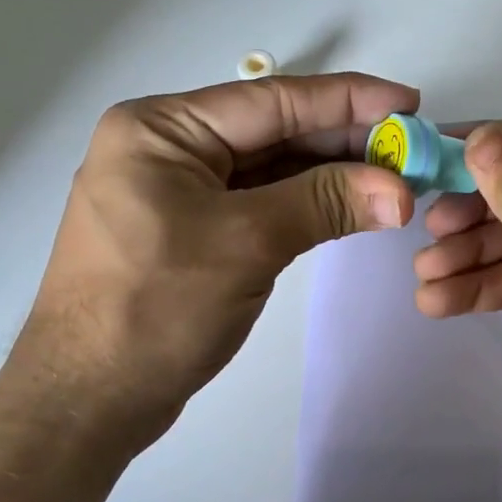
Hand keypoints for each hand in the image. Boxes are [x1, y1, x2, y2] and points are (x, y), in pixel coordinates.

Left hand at [20, 74, 418, 434]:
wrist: (89, 401)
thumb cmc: (155, 309)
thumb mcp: (246, 243)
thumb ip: (325, 203)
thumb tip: (402, 190)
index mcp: (162, 129)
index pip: (272, 101)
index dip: (348, 100)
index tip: (409, 103)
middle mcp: (169, 148)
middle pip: (275, 131)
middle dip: (346, 140)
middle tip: (412, 148)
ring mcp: (180, 191)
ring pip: (273, 168)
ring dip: (334, 173)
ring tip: (396, 175)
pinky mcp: (195, 229)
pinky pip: (263, 201)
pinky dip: (309, 202)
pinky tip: (354, 202)